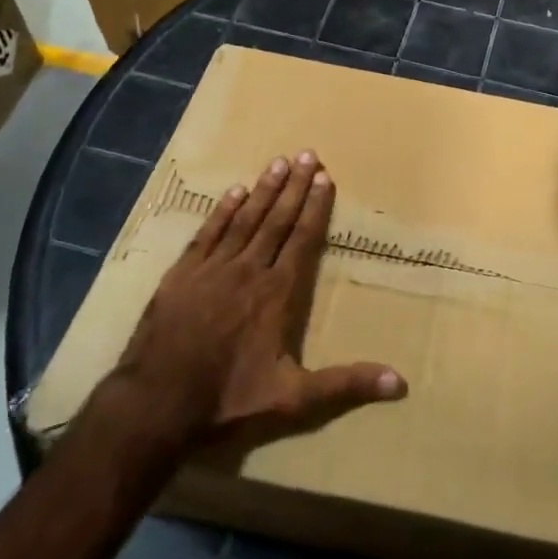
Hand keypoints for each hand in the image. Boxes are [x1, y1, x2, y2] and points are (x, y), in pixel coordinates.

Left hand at [109, 151, 405, 445]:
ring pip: (245, 220)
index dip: (316, 207)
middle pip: (277, 220)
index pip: (303, 239)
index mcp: (278, 292)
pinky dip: (222, 211)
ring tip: (278, 162)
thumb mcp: (294, 398)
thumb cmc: (229, 399)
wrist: (156, 404)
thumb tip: (400, 382)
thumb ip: (346, 384)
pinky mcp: (181, 275)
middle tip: (307, 154)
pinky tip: (234, 192)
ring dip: (263, 190)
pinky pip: (208, 233)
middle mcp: (249, 270)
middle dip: (295, 186)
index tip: (325, 177)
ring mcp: (212, 269)